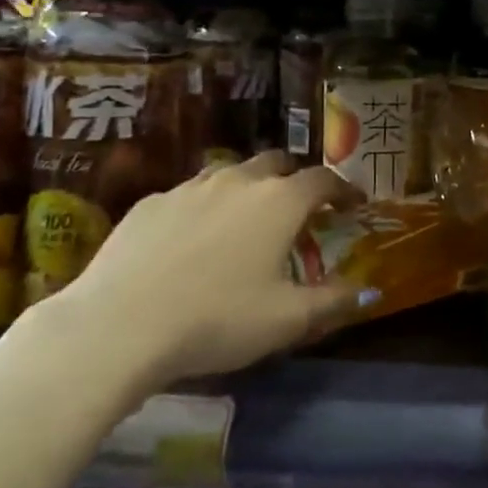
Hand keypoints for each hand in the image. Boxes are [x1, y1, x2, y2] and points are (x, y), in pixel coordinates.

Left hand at [31, 152, 356, 398]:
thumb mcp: (287, 320)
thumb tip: (369, 292)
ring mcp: (189, 188)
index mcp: (279, 202)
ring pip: (230, 174)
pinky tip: (192, 240)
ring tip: (246, 220)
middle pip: (276, 163)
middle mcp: (238, 181)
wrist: (118, 324)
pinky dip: (204, 208)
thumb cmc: (218, 319)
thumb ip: (334, 302)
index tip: (353, 203)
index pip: (323, 179)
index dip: (343, 188)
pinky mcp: (149, 204)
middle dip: (294, 179)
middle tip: (299, 208)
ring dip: (248, 189)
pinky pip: (189, 195)